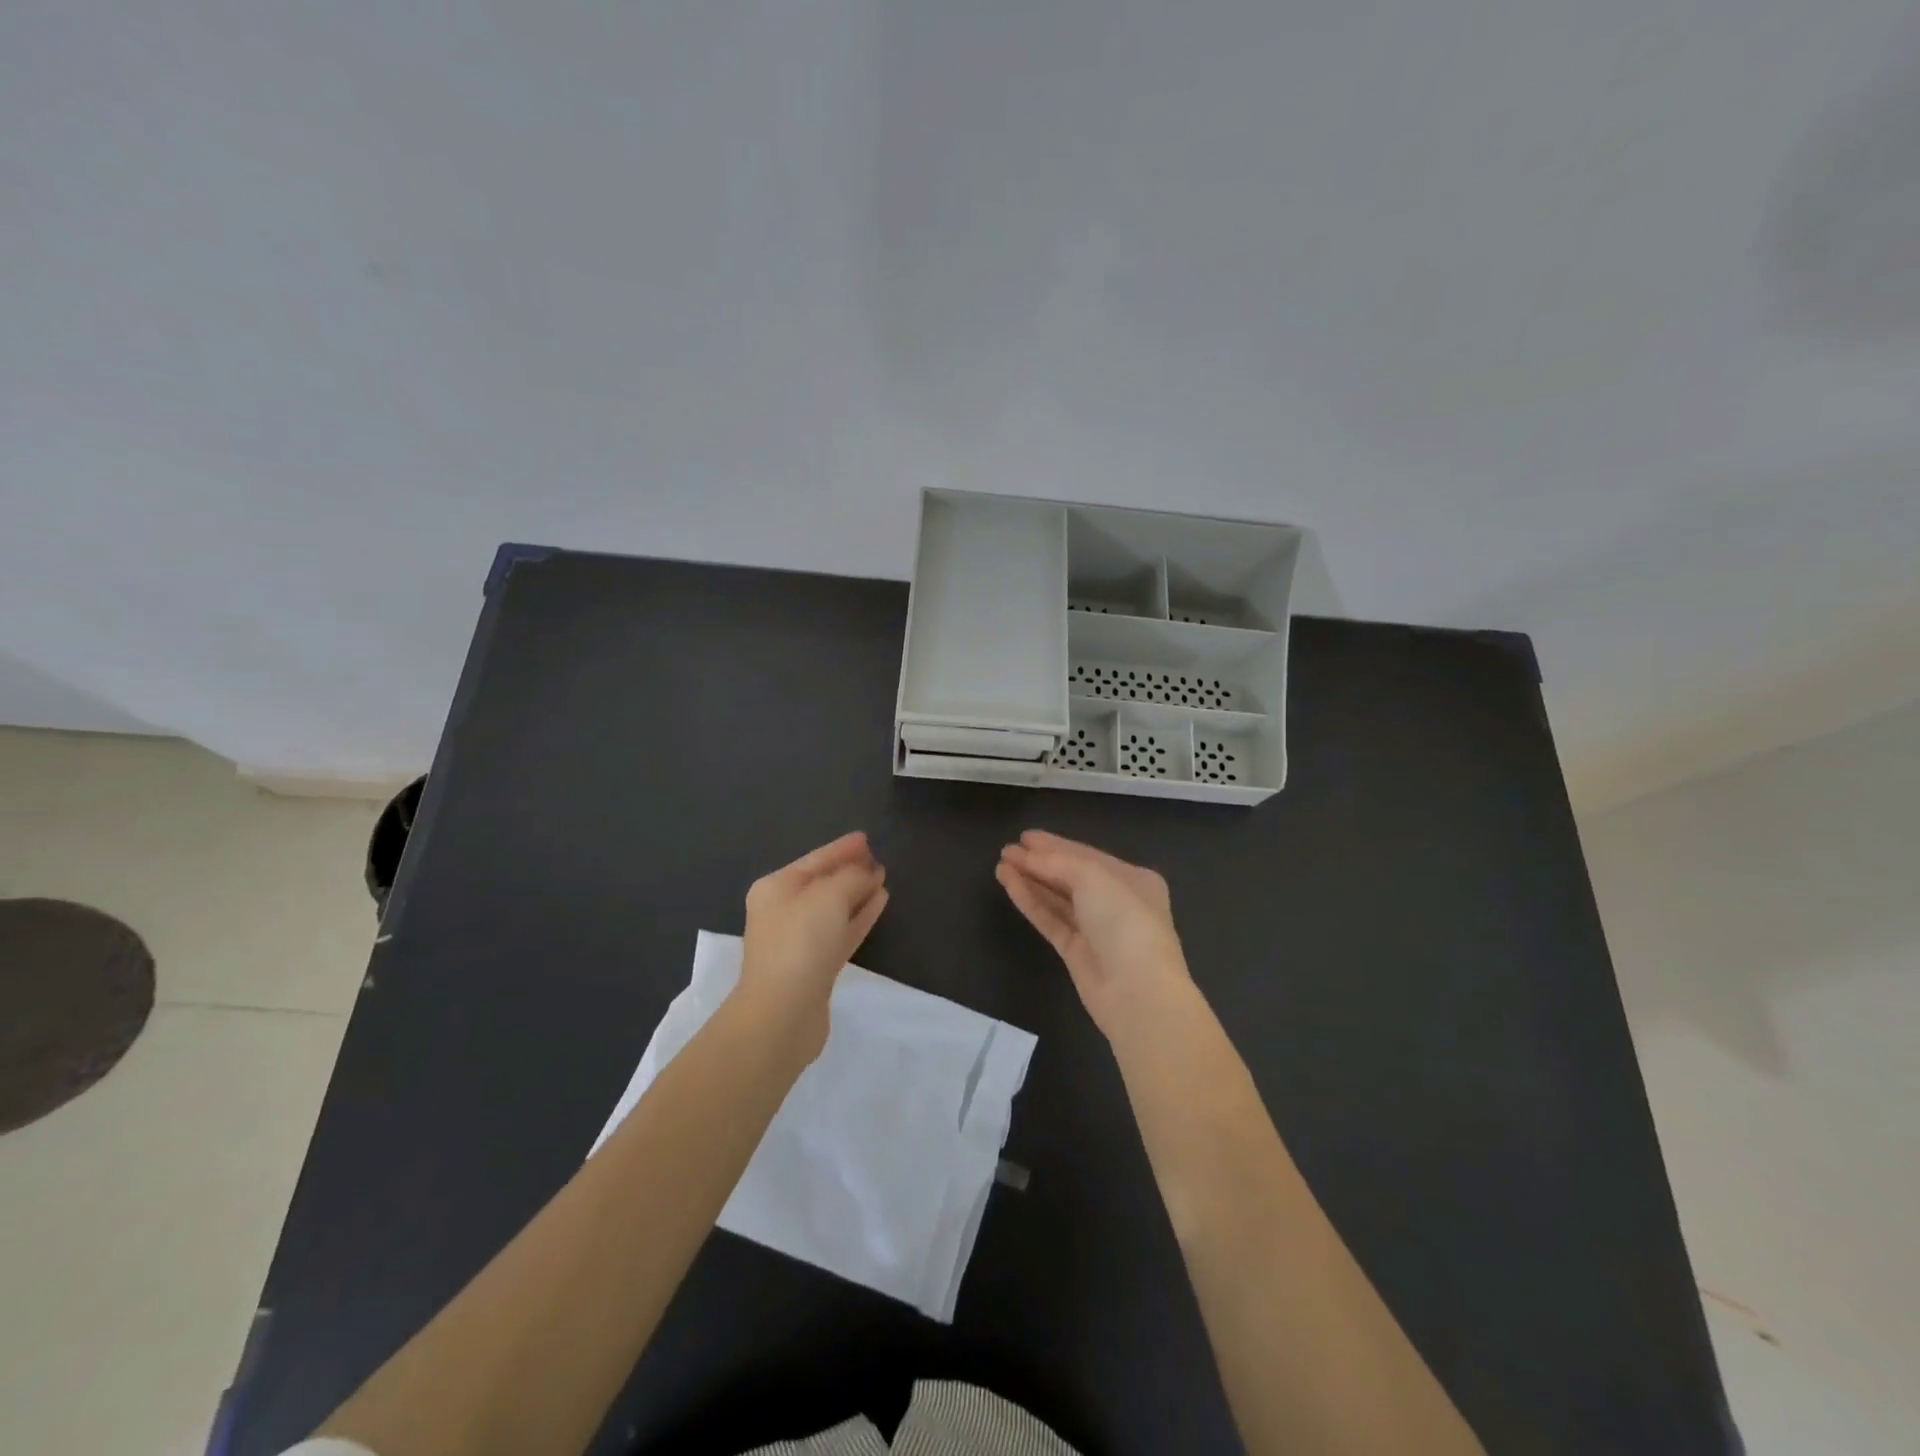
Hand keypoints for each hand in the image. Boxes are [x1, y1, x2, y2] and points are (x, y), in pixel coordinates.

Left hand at [738, 831, 888, 1061]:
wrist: (783, 1013)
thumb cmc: (800, 942)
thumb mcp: (828, 896)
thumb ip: (851, 877)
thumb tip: (865, 873)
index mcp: (776, 888)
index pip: (814, 859)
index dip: (841, 848)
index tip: (866, 839)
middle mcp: (783, 911)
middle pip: (822, 883)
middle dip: (850, 870)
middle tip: (878, 859)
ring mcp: (799, 941)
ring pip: (834, 908)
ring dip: (857, 893)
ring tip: (883, 879)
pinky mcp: (815, 967)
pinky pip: (841, 931)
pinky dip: (859, 916)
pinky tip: (879, 903)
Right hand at [996, 830, 1192, 1042]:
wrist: (1137, 991)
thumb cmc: (1125, 921)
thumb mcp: (1094, 878)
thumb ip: (1058, 862)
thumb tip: (1027, 856)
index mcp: (1133, 879)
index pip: (1087, 855)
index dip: (1055, 845)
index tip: (1024, 836)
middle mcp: (1116, 902)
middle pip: (1071, 876)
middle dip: (1039, 862)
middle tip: (1007, 850)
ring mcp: (1096, 930)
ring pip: (1058, 899)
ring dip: (1030, 880)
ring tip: (1001, 865)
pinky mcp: (1077, 953)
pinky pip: (1051, 920)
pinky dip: (1031, 902)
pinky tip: (1009, 885)